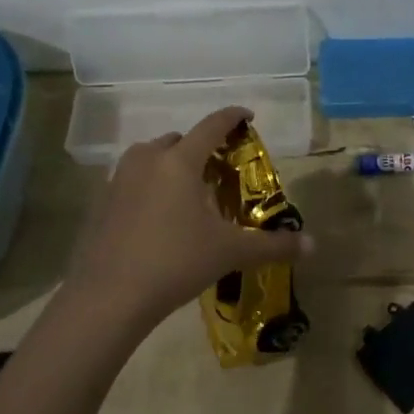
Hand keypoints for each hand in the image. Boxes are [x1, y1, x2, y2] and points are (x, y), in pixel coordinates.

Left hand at [67, 107, 311, 330]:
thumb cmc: (175, 262)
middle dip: (200, 148)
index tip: (247, 116)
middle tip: (218, 172)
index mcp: (180, 161)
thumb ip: (272, 245)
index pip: (212, 126)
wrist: (109, 297)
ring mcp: (119, 179)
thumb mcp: (229, 252)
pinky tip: (159, 217)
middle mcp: (147, 159)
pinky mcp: (102, 202)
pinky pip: (132, 180)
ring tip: (188, 193)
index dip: (232, 117)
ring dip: (171, 165)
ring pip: (151, 157)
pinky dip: (149, 186)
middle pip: (179, 140)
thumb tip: (312, 246)